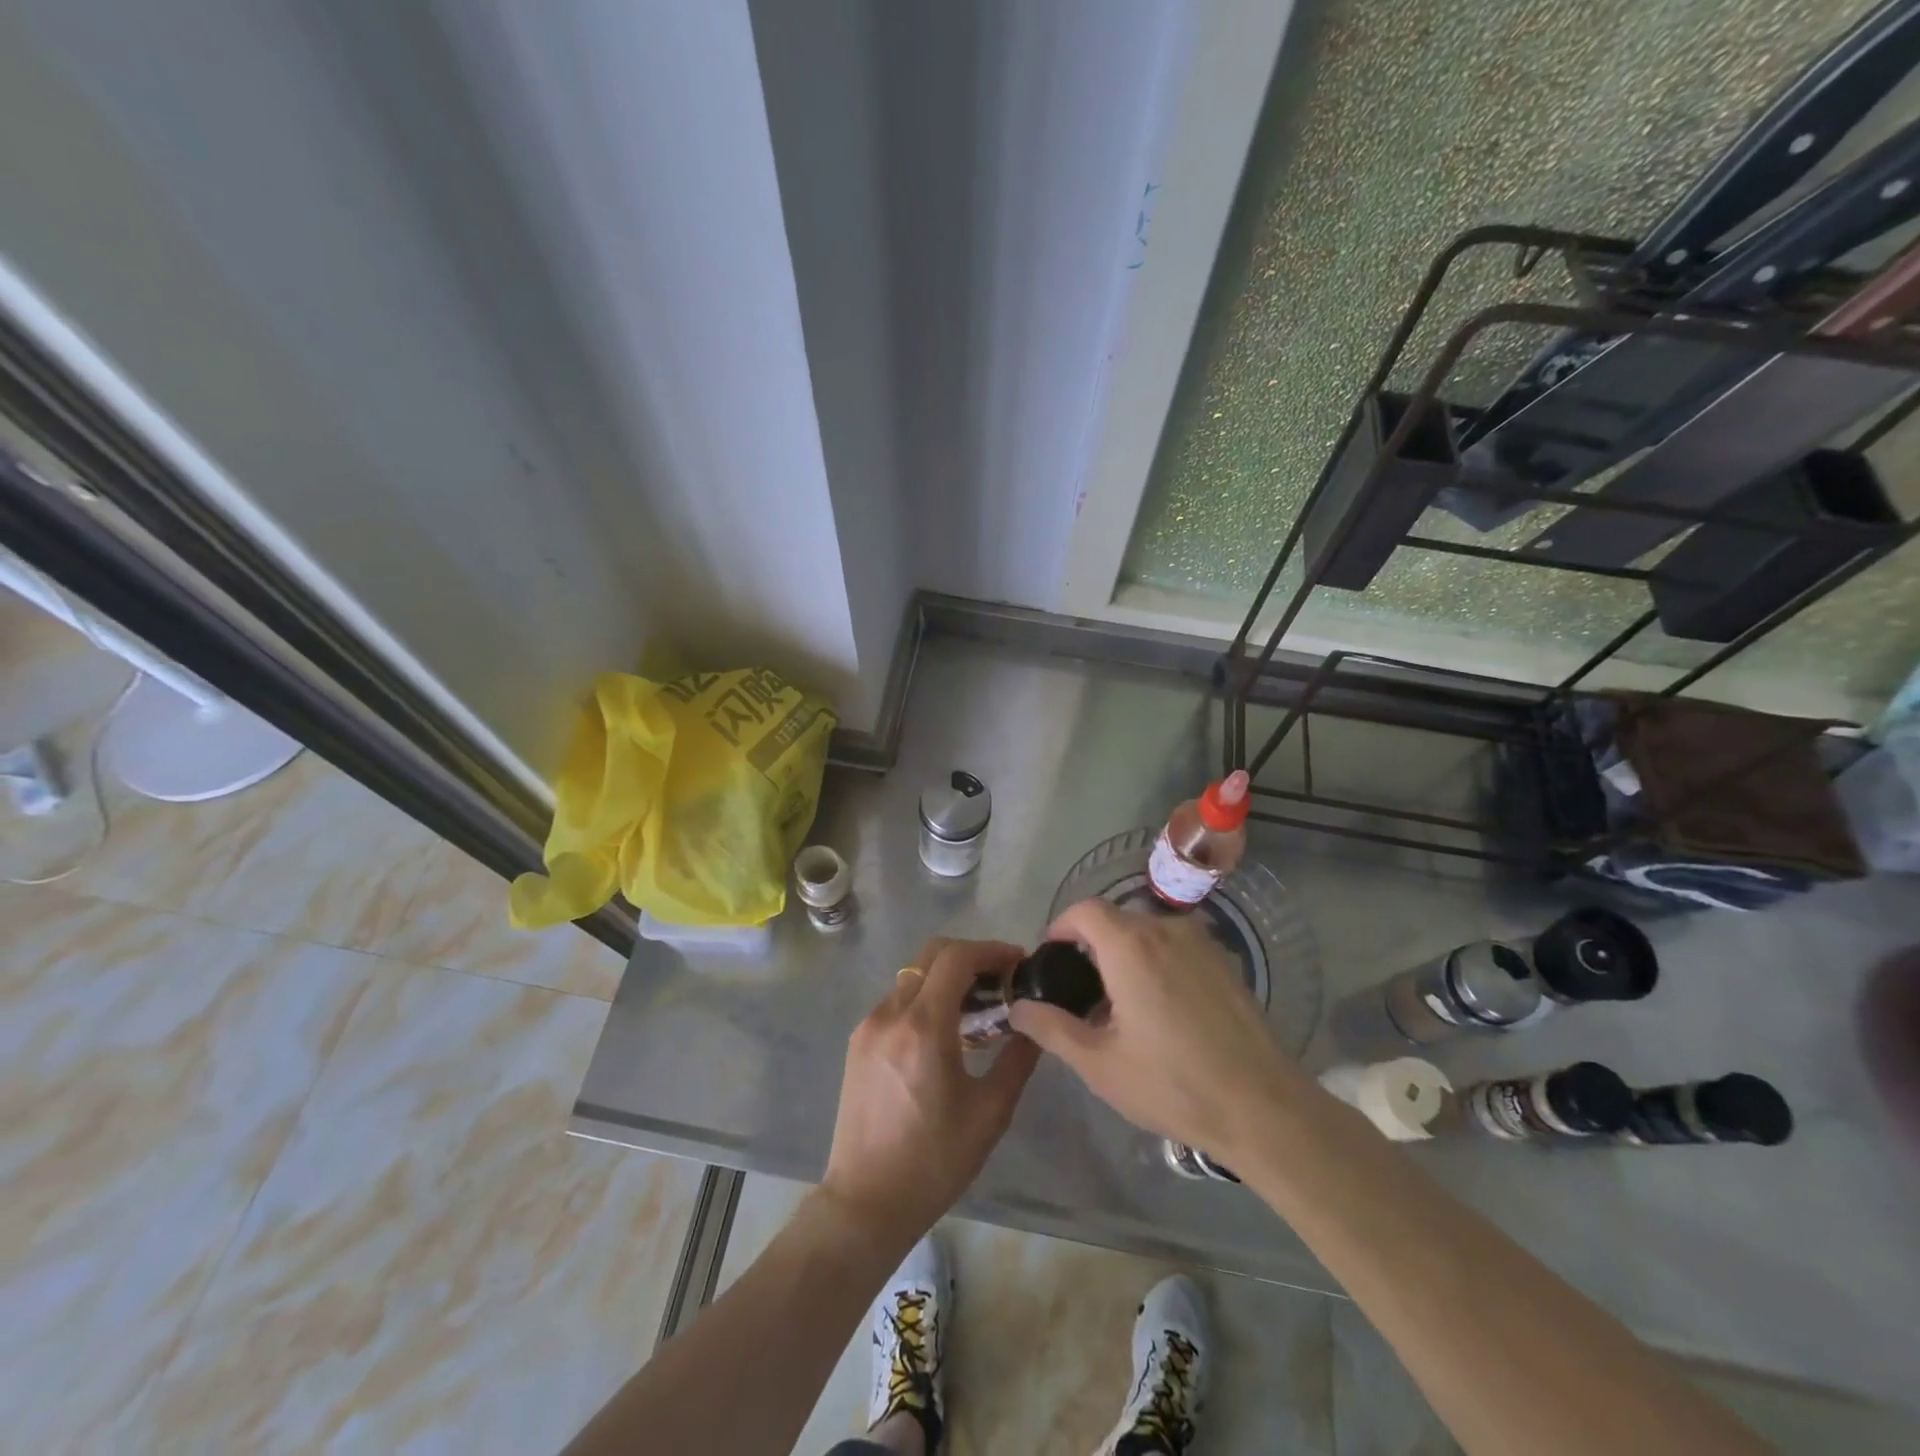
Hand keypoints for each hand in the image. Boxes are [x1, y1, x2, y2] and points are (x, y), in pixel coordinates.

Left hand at [819, 937, 1039, 1250]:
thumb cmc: (934, 1161)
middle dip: (970, 956)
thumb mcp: (990, 1113)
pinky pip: (897, 1001)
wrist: (865, 1202)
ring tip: (978, 1007)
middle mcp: (890, 1014)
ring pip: (913, 977)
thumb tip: (1034, 1025)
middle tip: (1001, 980)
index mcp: (923, 1027)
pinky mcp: (858, 1042)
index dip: (992, 950)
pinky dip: (925, 999)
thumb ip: (1017, 1059)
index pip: (957, 958)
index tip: (1018, 963)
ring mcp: (869, 1026)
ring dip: (947, 978)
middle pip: (931, 955)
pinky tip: (946, 1031)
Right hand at [1010, 898, 1299, 1164]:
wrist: (1264, 1108)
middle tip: (1083, 994)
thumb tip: (1018, 1007)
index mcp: (1130, 946)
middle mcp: (1166, 930)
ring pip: (1148, 933)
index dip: (1062, 927)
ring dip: (1126, 955)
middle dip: (1092, 947)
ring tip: (1122, 1006)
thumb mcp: (1099, 1063)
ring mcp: (1201, 943)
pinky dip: (1157, 962)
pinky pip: (1176, 947)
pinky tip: (1163, 1011)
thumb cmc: (1173, 1084)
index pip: (1084, 910)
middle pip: (1116, 920)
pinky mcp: (1225, 962)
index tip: (1052, 960)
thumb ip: (1051, 1028)